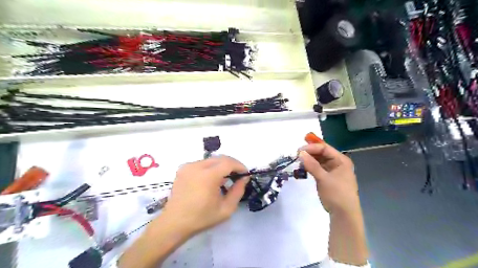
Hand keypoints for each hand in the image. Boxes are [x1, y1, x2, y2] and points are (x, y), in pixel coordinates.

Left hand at [161, 156, 250, 234]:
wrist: (174, 223)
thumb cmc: (202, 218)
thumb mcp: (226, 209)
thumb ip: (238, 191)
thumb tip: (244, 178)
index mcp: (208, 176)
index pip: (228, 162)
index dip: (239, 166)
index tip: (245, 173)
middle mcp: (197, 166)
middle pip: (220, 158)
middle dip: (232, 164)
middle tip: (237, 175)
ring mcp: (188, 166)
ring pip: (211, 160)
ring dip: (221, 166)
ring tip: (224, 179)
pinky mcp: (183, 168)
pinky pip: (202, 163)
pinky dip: (210, 168)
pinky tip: (211, 180)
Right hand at [298, 145, 358, 215]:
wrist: (344, 215)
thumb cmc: (336, 194)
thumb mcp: (323, 178)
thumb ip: (311, 165)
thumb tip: (300, 153)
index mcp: (341, 160)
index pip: (324, 148)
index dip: (311, 147)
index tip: (298, 151)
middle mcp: (338, 163)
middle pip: (322, 153)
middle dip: (309, 153)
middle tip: (296, 155)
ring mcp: (333, 170)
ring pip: (319, 160)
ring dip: (309, 160)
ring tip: (298, 161)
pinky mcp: (329, 177)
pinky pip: (319, 168)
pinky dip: (311, 167)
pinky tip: (303, 168)